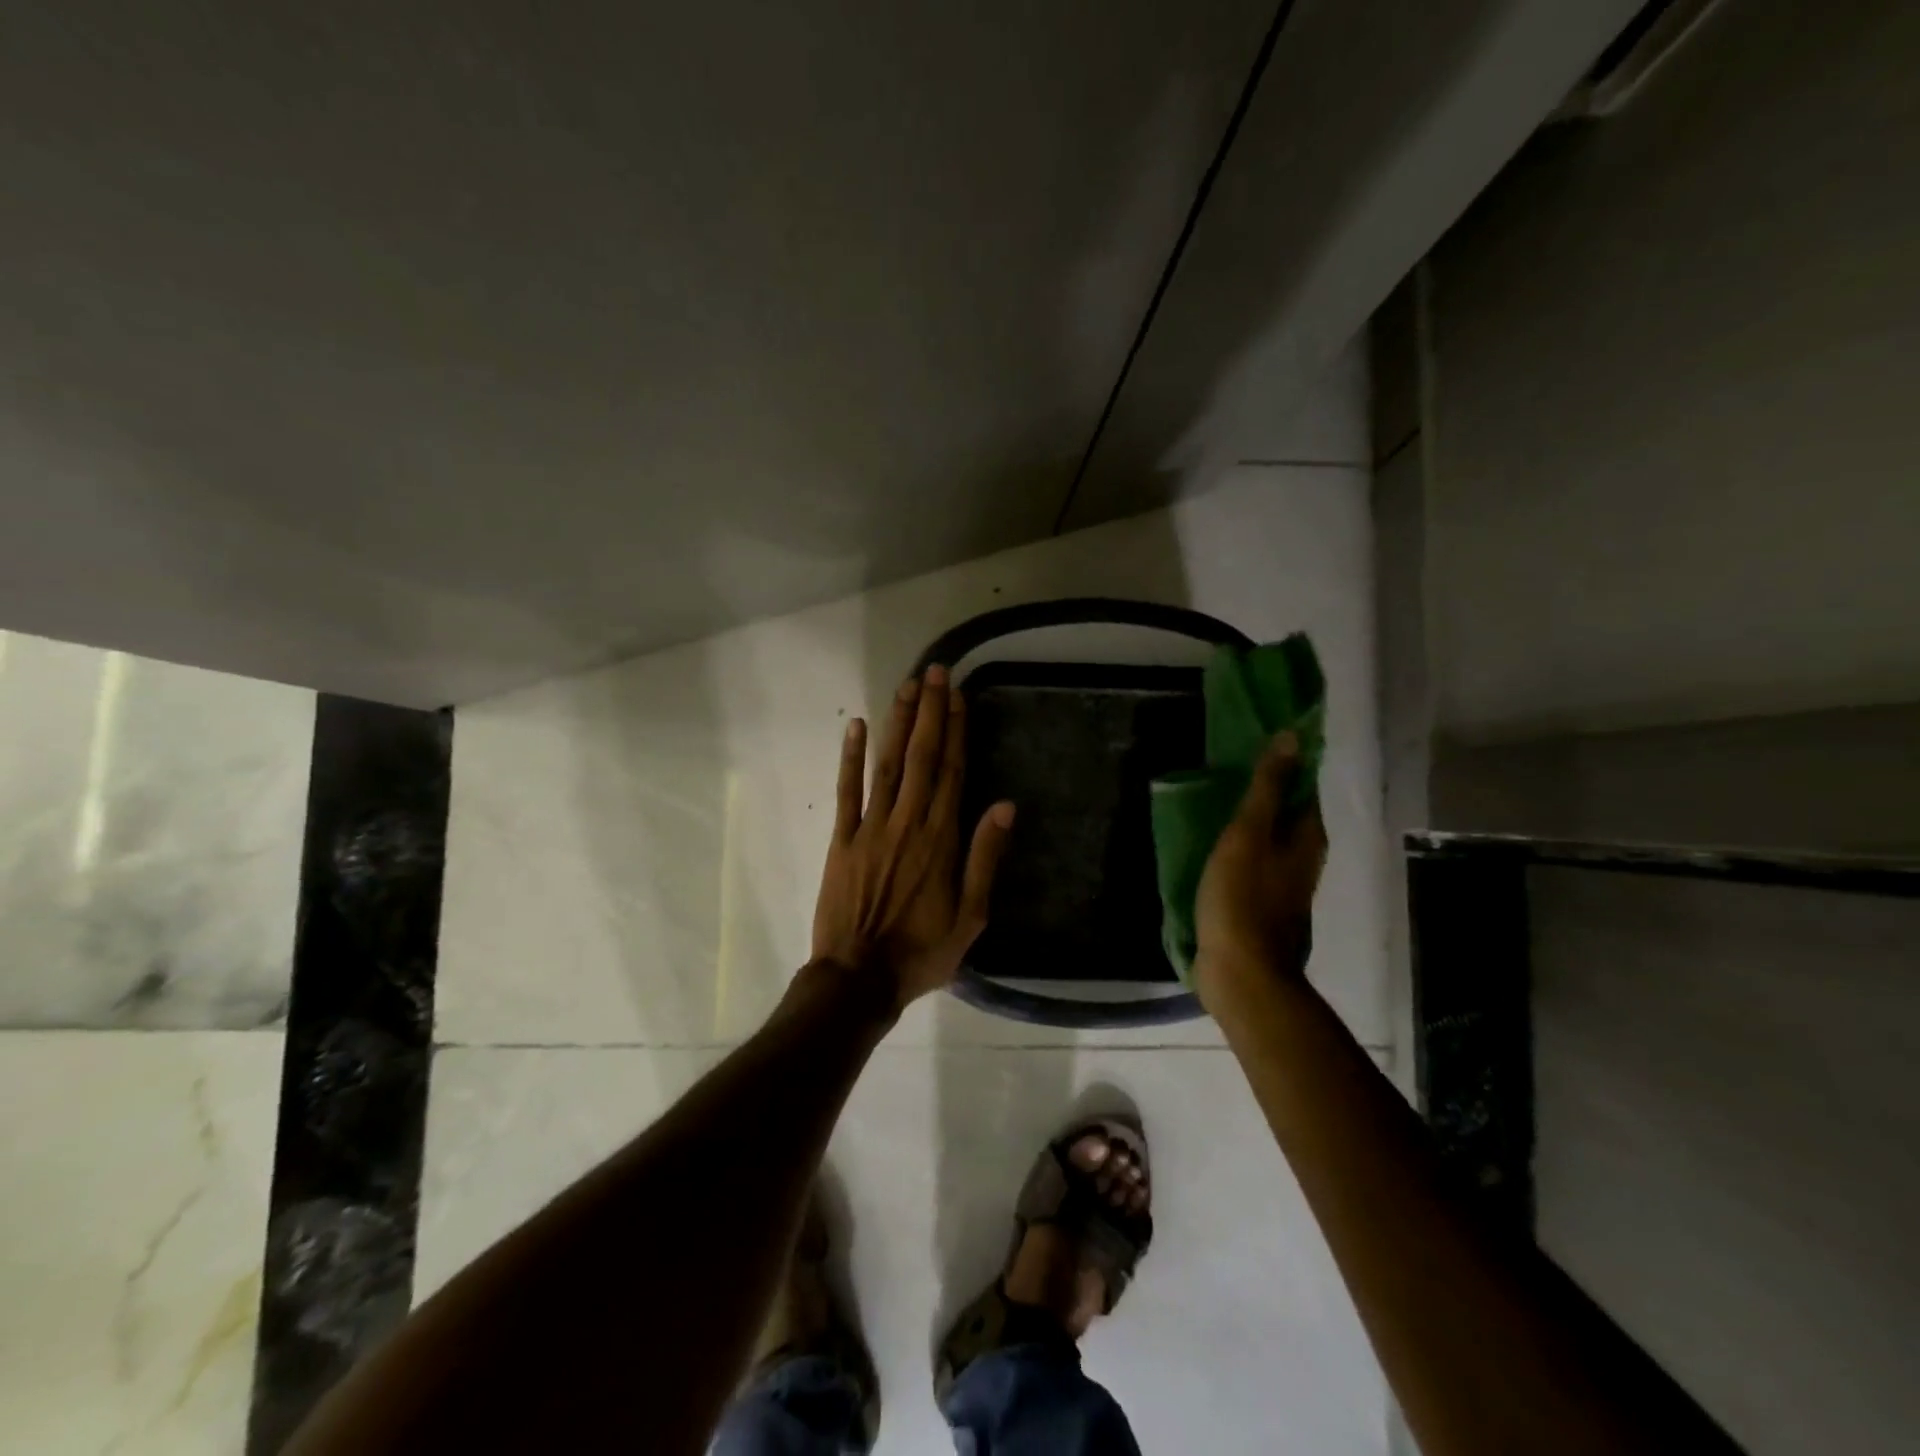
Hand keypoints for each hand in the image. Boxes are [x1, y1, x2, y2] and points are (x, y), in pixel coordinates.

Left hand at [811, 665, 1014, 1010]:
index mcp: (941, 838)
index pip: (952, 771)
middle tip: (933, 672)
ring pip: (887, 764)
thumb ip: (985, 857)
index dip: (957, 730)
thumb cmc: (922, 951)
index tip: (958, 695)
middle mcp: (908, 822)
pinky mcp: (842, 839)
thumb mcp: (971, 916)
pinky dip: (850, 757)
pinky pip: (846, 791)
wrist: (859, 978)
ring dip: (897, 723)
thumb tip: (1005, 805)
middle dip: (929, 711)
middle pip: (921, 757)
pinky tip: (854, 725)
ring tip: (906, 686)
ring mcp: (870, 827)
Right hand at [1193, 732, 1326, 1011]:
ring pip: (1268, 837)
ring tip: (1212, 799)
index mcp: (1306, 836)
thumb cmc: (1243, 899)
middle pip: (1286, 812)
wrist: (1241, 972)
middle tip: (1224, 767)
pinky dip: (1237, 846)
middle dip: (1263, 789)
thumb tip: (1291, 738)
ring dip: (1247, 819)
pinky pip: (1252, 861)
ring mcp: (1283, 883)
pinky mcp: (1261, 903)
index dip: (1282, 762)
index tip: (1251, 741)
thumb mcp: (1248, 835)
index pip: (1302, 785)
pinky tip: (1212, 843)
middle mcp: (1303, 857)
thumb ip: (1267, 788)